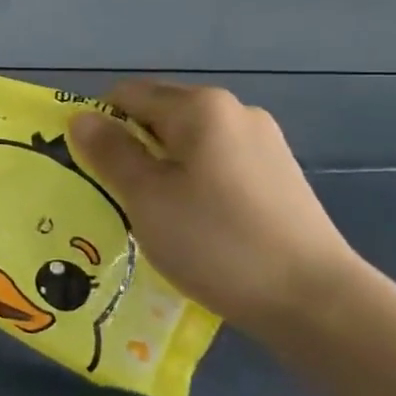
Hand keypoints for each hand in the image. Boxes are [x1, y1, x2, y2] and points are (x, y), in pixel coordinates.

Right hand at [68, 82, 364, 332]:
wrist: (315, 300)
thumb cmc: (216, 241)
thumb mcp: (145, 196)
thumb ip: (108, 151)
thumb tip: (80, 117)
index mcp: (199, 107)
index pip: (126, 95)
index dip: (99, 126)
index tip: (91, 170)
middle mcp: (234, 111)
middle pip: (159, 115)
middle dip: (130, 147)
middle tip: (116, 195)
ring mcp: (262, 143)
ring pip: (187, 142)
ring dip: (161, 168)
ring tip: (154, 215)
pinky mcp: (278, 175)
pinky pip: (215, 164)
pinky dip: (192, 182)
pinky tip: (194, 223)